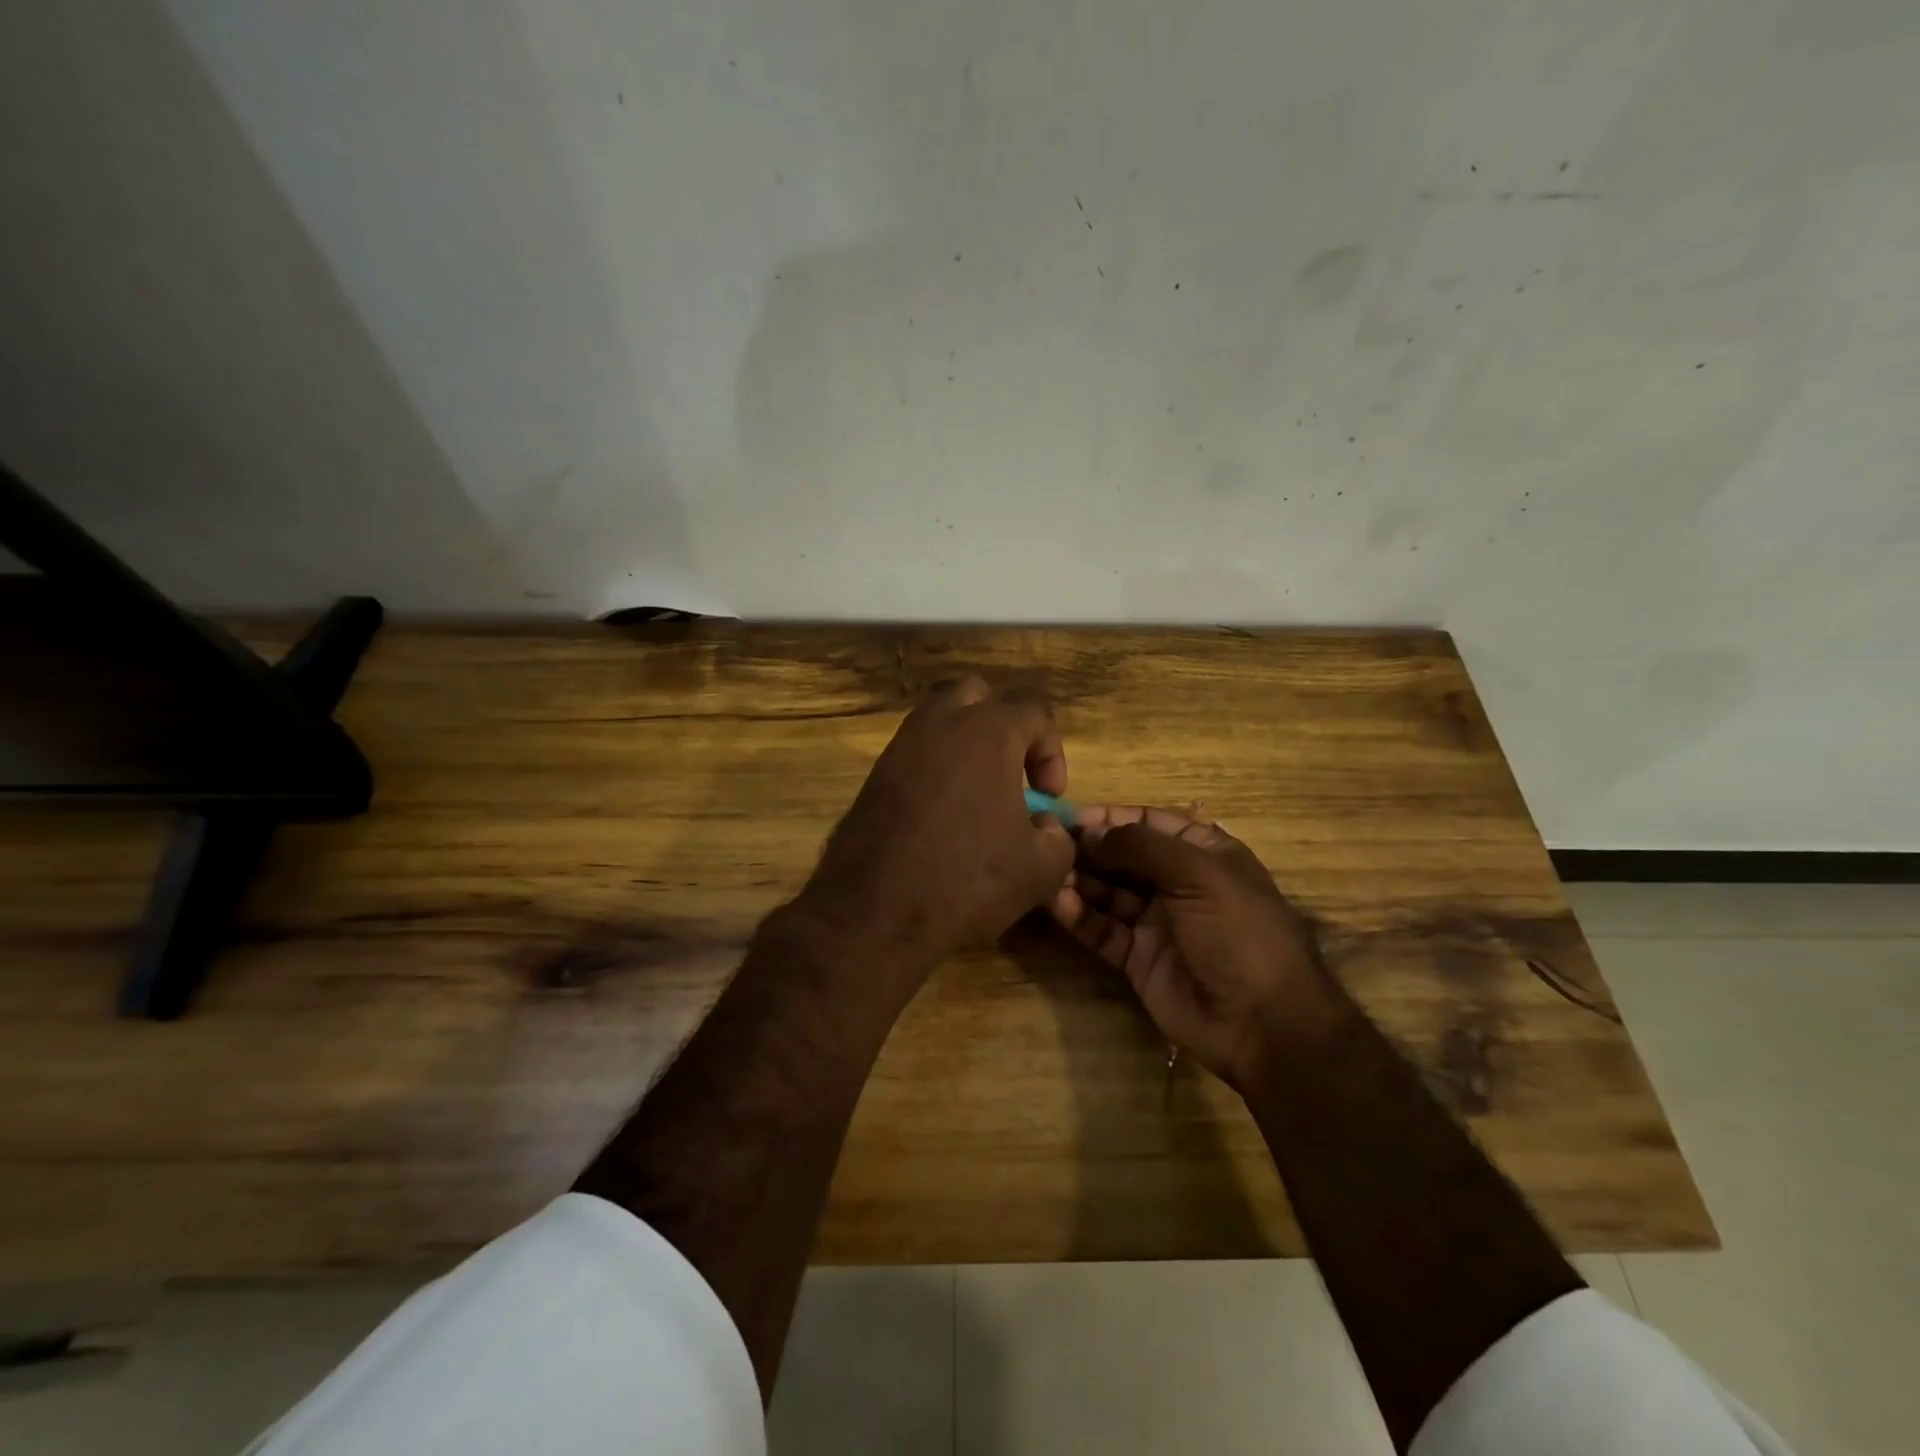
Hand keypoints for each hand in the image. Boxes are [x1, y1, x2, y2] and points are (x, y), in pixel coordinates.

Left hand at [797, 677, 1075, 974]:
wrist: (876, 912)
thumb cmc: (967, 880)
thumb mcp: (1039, 868)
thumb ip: (1057, 835)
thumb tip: (1043, 824)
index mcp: (988, 731)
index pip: (1035, 714)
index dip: (1052, 753)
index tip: (1048, 799)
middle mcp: (940, 724)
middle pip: (977, 696)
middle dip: (1002, 727)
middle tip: (1010, 773)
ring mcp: (901, 746)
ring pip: (939, 720)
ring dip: (965, 745)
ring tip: (977, 795)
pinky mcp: (874, 775)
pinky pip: (914, 754)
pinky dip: (934, 770)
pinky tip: (940, 816)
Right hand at [1050, 805, 1337, 1090]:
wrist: (1262, 1023)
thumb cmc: (1239, 933)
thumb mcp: (1199, 875)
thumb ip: (1142, 847)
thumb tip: (1091, 831)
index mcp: (1203, 854)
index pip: (1149, 822)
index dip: (1110, 817)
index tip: (1069, 815)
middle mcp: (1177, 883)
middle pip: (1123, 856)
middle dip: (1088, 848)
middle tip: (1047, 842)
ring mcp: (1156, 922)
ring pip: (1108, 892)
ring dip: (1079, 880)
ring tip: (1046, 871)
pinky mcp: (1138, 958)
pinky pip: (1103, 930)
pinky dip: (1080, 916)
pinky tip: (1057, 903)